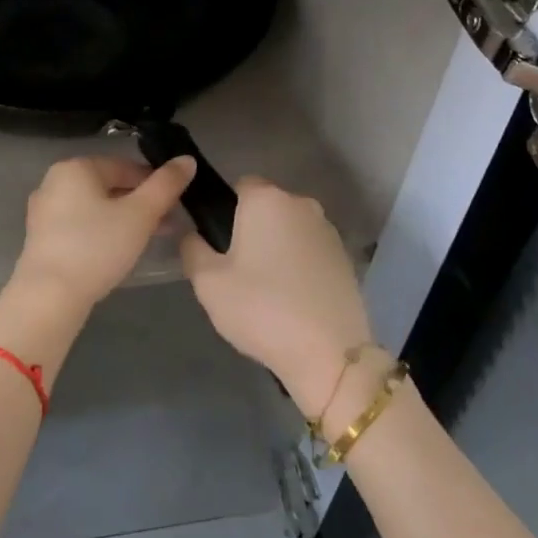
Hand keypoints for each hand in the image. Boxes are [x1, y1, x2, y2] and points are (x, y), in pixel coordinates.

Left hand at [11, 155, 197, 307]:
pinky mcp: (41, 238)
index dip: (155, 182)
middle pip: (109, 186)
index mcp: (76, 167)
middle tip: (167, 223)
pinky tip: (119, 251)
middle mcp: (54, 181)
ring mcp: (44, 211)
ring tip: (150, 238)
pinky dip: (102, 231)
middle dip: (141, 203)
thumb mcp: (140, 214)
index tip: (176, 203)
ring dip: (125, 218)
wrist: (49, 297)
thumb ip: (166, 185)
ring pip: (95, 207)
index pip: (125, 166)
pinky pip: (80, 224)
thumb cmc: (97, 246)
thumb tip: (187, 159)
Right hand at [180, 176, 374, 419]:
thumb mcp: (208, 283)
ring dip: (278, 247)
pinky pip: (311, 251)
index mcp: (266, 199)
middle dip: (252, 229)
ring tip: (267, 290)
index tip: (219, 244)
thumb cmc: (261, 308)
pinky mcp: (346, 257)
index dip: (227, 211)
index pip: (240, 185)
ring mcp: (328, 230)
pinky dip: (300, 265)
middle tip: (238, 271)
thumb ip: (192, 249)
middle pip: (267, 207)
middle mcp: (301, 204)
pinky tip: (293, 299)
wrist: (329, 352)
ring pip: (291, 229)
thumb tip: (193, 235)